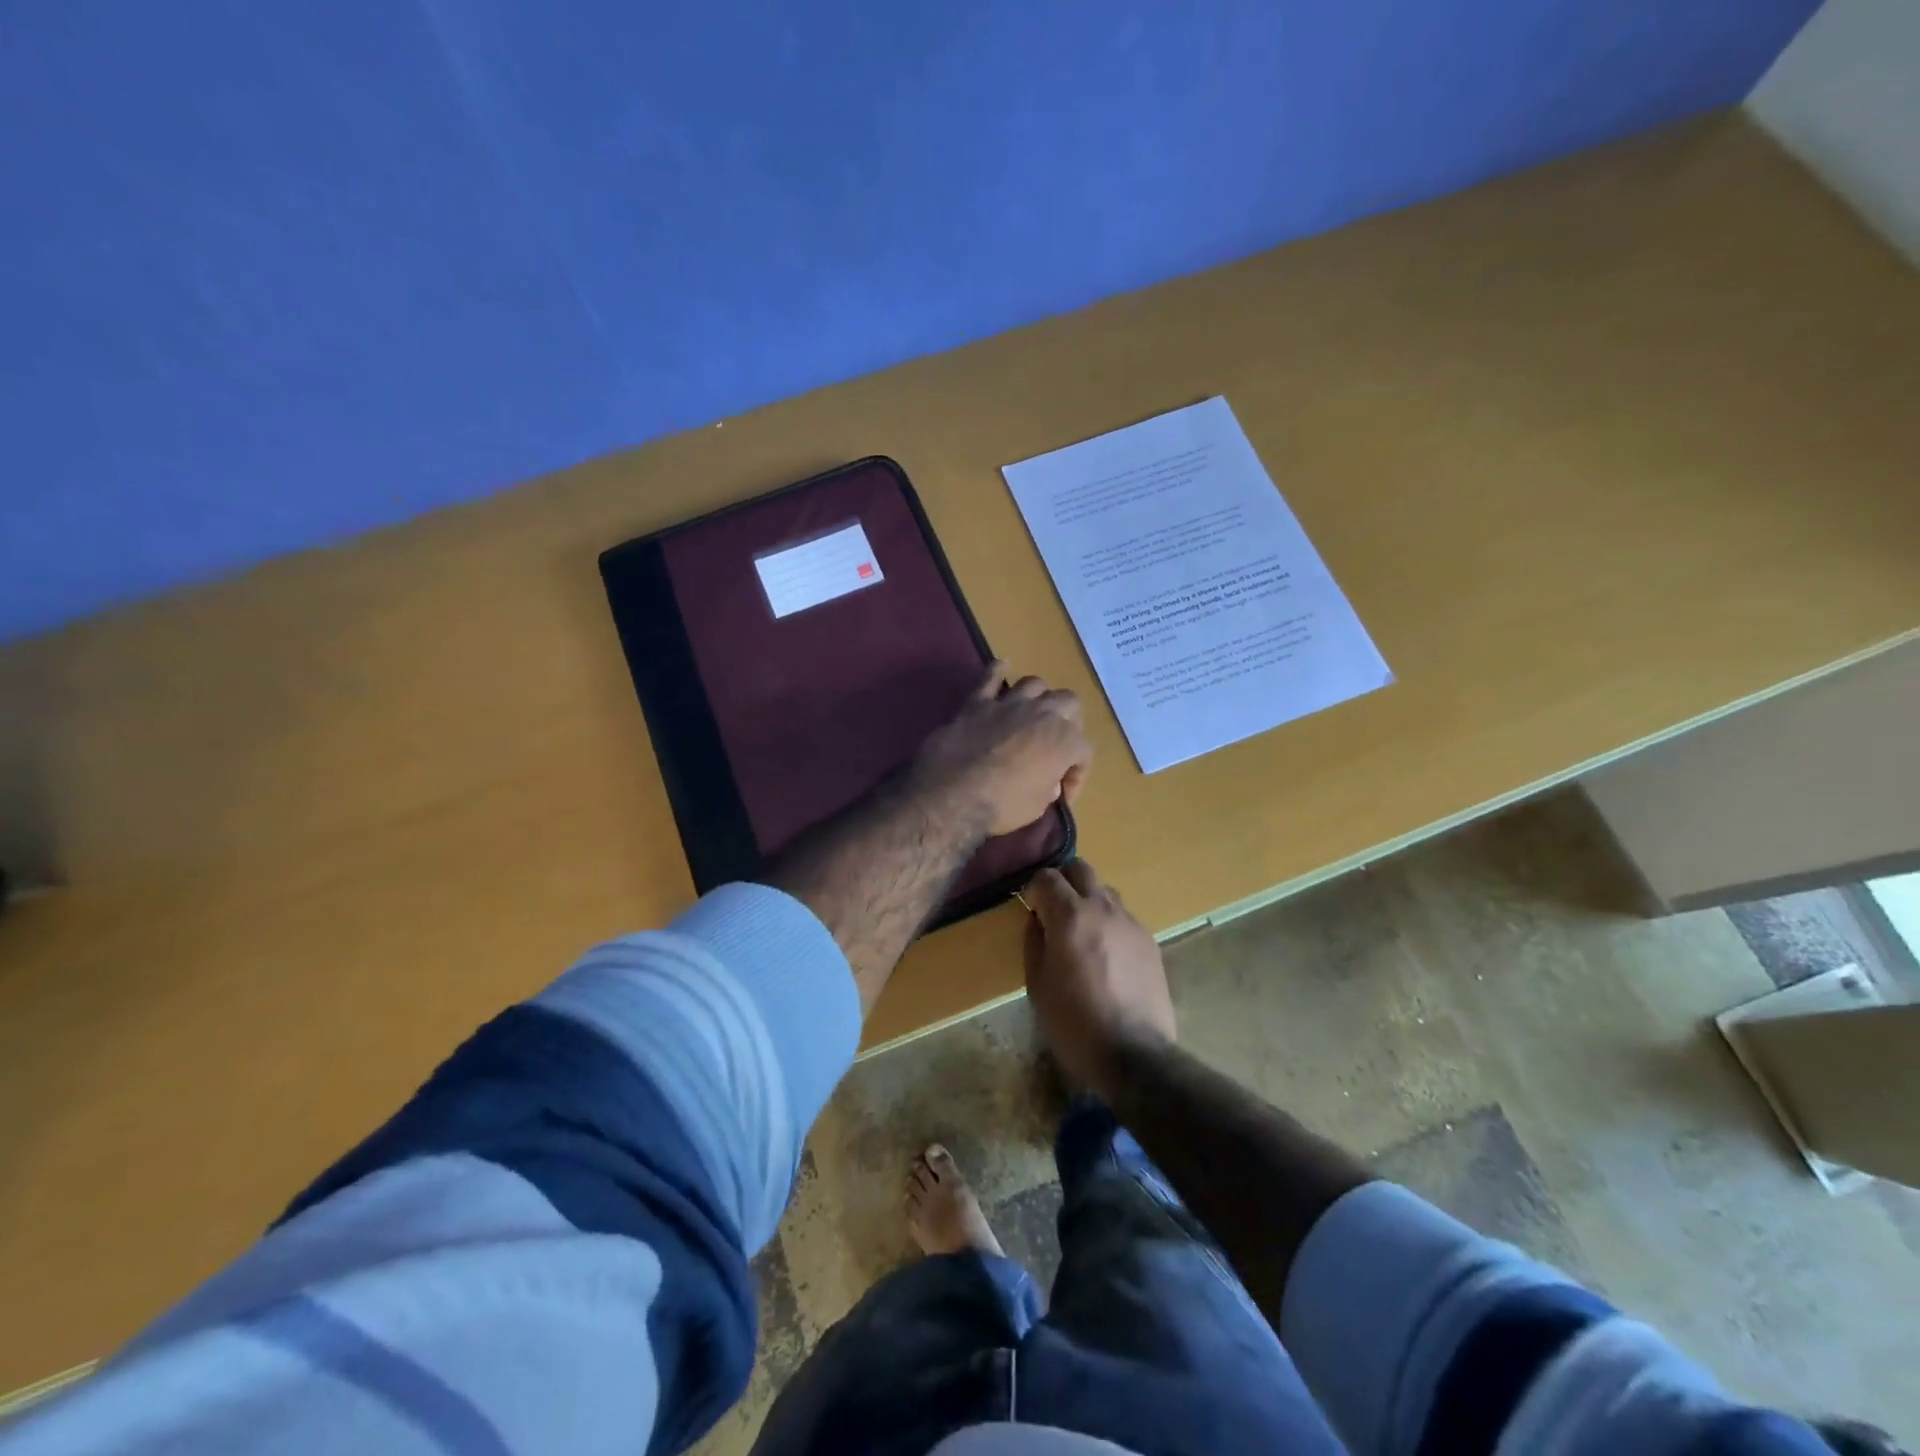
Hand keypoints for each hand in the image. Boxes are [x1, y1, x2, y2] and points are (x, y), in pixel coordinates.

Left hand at [912, 662, 1090, 836]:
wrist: (953, 794)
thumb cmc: (1002, 806)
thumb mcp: (1037, 806)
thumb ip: (1048, 788)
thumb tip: (1047, 782)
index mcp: (1064, 741)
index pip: (1082, 752)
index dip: (1076, 775)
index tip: (1063, 793)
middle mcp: (1042, 714)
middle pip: (1068, 703)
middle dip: (1068, 722)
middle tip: (1055, 743)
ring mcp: (1008, 704)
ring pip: (1035, 684)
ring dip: (1038, 698)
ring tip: (1033, 713)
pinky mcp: (977, 703)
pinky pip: (989, 677)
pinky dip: (997, 672)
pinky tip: (1002, 667)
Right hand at [1023, 859, 1175, 1096]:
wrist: (1133, 1053)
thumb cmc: (1074, 1022)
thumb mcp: (1037, 984)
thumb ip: (1035, 942)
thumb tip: (1039, 920)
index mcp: (1070, 916)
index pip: (1047, 877)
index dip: (1033, 887)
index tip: (1029, 905)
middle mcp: (1102, 908)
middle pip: (1081, 868)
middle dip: (1063, 880)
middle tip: (1054, 907)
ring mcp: (1130, 922)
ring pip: (1105, 890)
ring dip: (1089, 899)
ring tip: (1082, 930)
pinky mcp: (1150, 940)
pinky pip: (1124, 917)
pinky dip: (1109, 922)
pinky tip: (1106, 953)